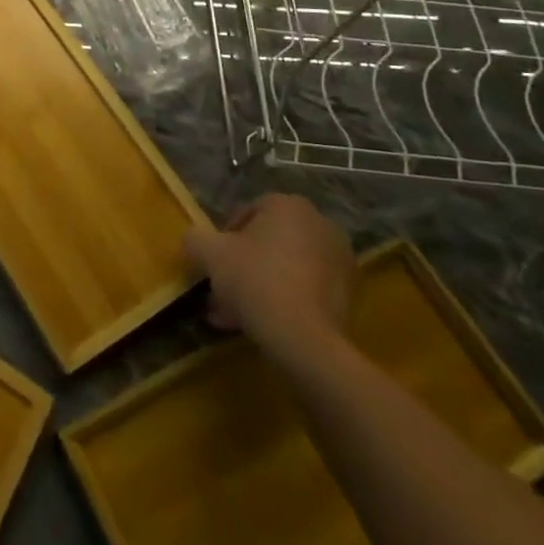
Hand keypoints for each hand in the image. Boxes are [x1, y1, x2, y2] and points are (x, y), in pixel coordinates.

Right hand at [183, 193, 354, 351]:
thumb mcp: (209, 253)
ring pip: (286, 268)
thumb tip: (193, 240)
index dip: (225, 235)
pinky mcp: (350, 296)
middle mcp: (320, 225)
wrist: (305, 339)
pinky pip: (306, 290)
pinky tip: (261, 324)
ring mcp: (340, 261)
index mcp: (289, 205)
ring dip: (260, 285)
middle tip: (223, 288)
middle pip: (269, 242)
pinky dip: (284, 300)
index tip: (214, 260)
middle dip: (244, 264)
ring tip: (235, 314)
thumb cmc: (255, 280)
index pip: (248, 211)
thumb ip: (195, 238)